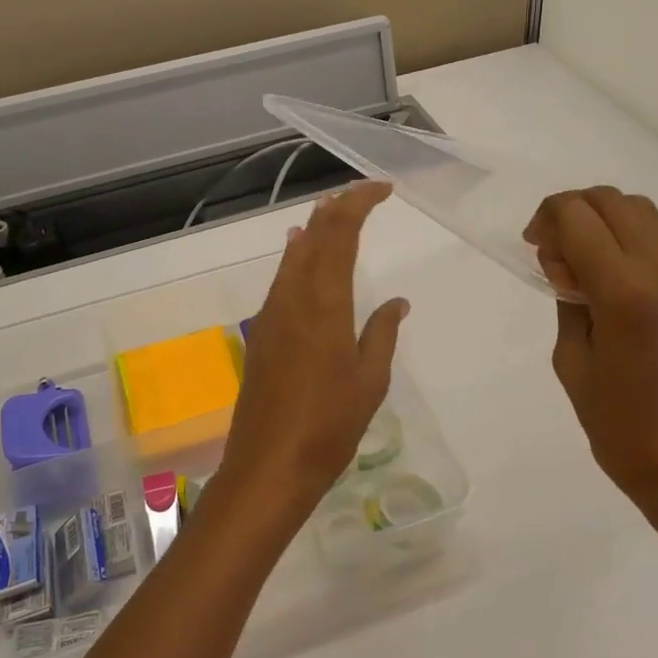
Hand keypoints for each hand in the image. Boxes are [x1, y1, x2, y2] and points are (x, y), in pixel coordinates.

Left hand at [215, 181, 409, 526]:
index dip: (359, 204)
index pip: (340, 235)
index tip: (383, 190)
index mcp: (325, 304)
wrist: (268, 467)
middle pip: (313, 237)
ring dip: (314, 230)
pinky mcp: (261, 334)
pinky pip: (281, 280)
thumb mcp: (370, 381)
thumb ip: (382, 333)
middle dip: (337, 209)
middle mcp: (293, 298)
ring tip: (332, 212)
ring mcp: (272, 315)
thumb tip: (396, 302)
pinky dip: (297, 258)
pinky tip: (300, 256)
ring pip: (293, 257)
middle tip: (361, 195)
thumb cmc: (329, 426)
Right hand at [525, 187, 657, 536]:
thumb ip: (567, 297)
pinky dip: (626, 233)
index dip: (547, 218)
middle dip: (571, 210)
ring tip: (577, 254)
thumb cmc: (616, 422)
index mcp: (624, 290)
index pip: (579, 216)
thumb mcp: (571, 358)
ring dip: (601, 217)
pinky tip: (606, 269)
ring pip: (639, 210)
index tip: (532, 246)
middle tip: (548, 247)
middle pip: (611, 201)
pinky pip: (657, 235)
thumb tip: (566, 263)